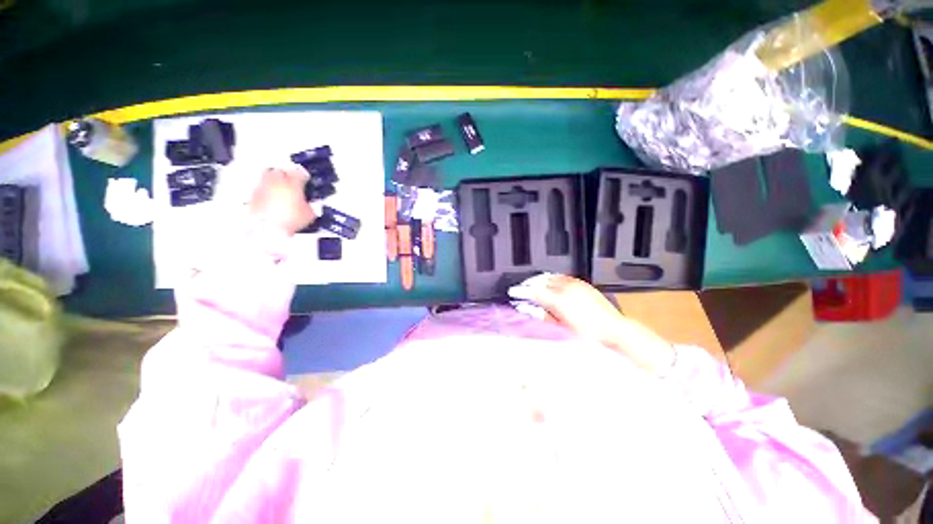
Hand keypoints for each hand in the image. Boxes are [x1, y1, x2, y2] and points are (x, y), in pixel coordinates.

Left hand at [249, 167, 315, 234]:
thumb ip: (310, 206)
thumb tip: (308, 204)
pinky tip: (271, 200)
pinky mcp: (253, 196)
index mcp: (293, 183)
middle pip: (280, 171)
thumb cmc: (292, 219)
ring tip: (280, 191)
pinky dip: (267, 192)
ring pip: (268, 178)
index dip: (304, 177)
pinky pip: (262, 189)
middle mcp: (276, 181)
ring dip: (274, 182)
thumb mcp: (309, 215)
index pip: (299, 173)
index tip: (306, 181)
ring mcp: (263, 187)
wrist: (267, 228)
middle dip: (285, 174)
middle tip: (290, 182)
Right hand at [508, 274, 675, 375]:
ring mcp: (575, 284)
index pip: (534, 292)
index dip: (521, 291)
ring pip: (552, 277)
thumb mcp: (562, 327)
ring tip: (537, 288)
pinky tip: (553, 286)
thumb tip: (531, 308)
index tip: (513, 292)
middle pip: (542, 281)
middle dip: (531, 284)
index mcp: (559, 300)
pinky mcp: (583, 284)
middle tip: (524, 291)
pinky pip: (564, 278)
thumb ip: (544, 315)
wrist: (614, 330)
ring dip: (542, 281)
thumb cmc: (588, 334)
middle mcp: (566, 288)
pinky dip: (554, 280)